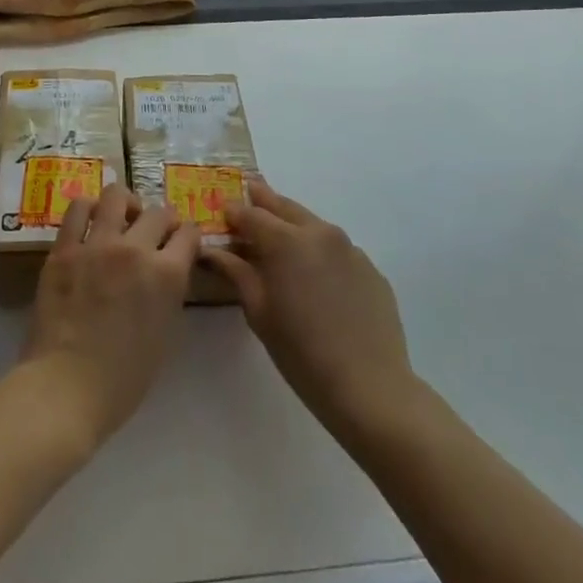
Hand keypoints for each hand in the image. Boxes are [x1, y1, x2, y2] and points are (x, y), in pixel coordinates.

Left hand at [21, 185, 198, 450]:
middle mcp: (136, 249)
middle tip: (154, 234)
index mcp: (167, 275)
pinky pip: (77, 209)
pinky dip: (88, 208)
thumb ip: (169, 292)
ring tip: (121, 218)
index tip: (183, 242)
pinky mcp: (64, 247)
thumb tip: (166, 270)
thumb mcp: (165, 334)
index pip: (189, 234)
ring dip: (125, 204)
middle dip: (162, 221)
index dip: (188, 236)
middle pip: (157, 212)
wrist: (66, 387)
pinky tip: (90, 220)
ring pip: (116, 195)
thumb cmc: (123, 378)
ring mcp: (97, 244)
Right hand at [202, 179, 418, 440]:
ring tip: (280, 236)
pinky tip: (316, 275)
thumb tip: (212, 250)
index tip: (222, 212)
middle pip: (284, 207)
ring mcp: (350, 249)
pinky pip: (337, 250)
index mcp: (286, 240)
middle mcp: (319, 232)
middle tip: (250, 194)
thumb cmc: (302, 353)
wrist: (371, 388)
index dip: (234, 212)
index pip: (251, 214)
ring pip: (313, 225)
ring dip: (293, 224)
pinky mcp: (370, 269)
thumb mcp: (259, 313)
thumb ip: (236, 272)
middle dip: (264, 201)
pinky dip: (319, 251)